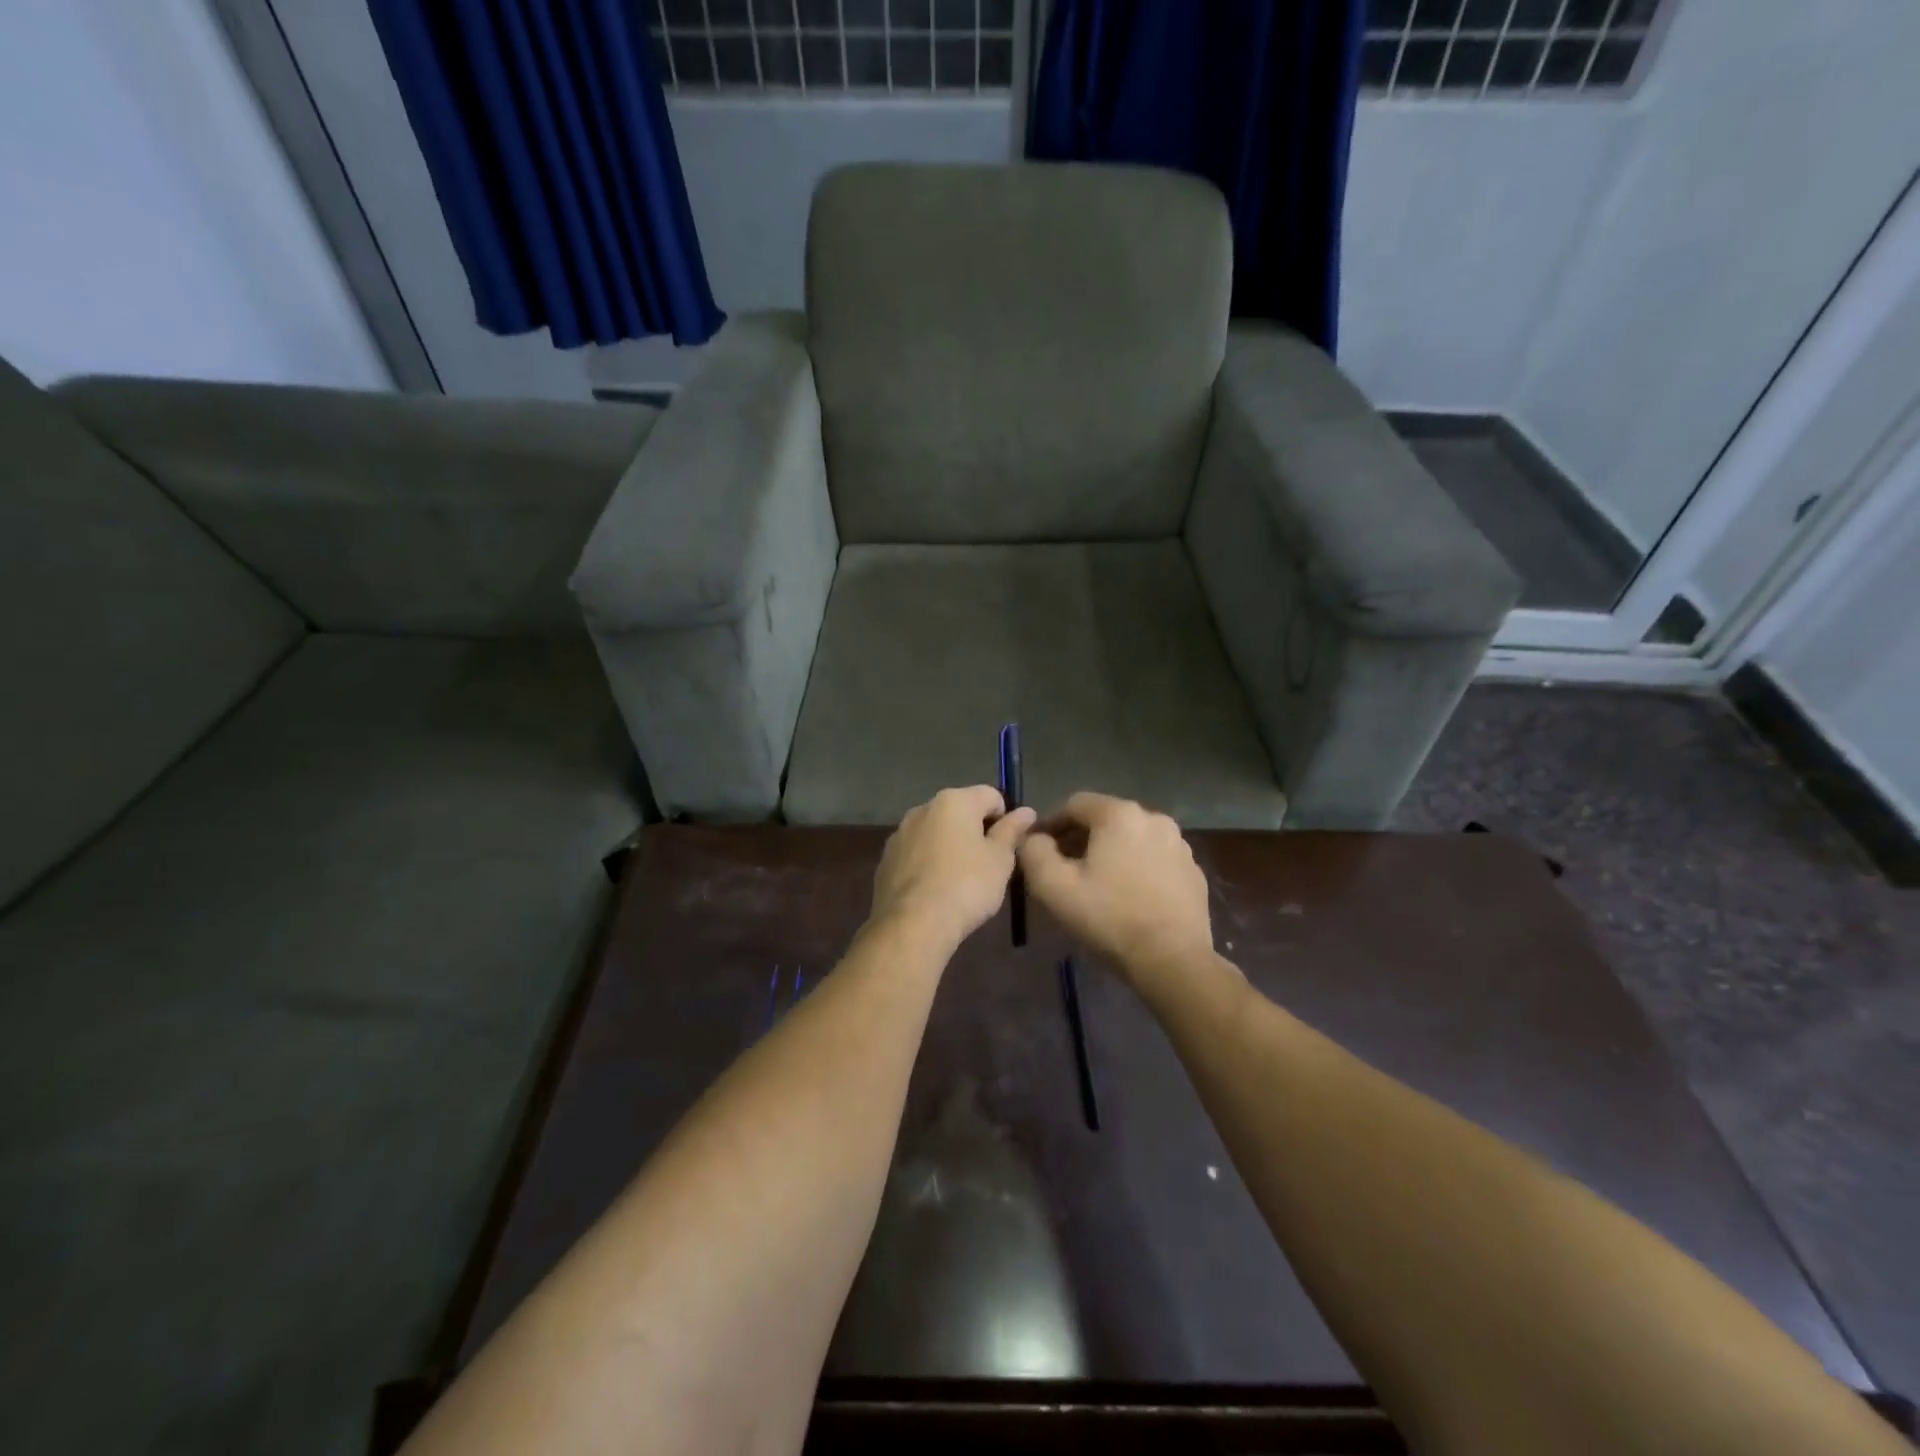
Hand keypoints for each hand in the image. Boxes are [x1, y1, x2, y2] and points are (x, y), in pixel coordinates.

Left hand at [871, 786, 1036, 951]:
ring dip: (950, 847)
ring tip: (960, 881)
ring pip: (935, 833)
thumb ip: (1012, 831)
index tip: (1007, 847)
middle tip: (987, 865)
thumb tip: (1026, 811)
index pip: (991, 795)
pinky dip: (928, 863)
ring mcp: (900, 833)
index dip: (1005, 818)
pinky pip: (916, 853)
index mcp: (954, 801)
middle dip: (975, 832)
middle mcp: (923, 808)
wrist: (914, 923)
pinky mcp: (886, 859)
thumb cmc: (967, 886)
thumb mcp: (1000, 860)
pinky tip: (935, 890)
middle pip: (960, 812)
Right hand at [1019, 793, 1213, 991]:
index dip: (1052, 825)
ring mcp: (1179, 845)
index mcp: (1120, 814)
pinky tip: (1129, 897)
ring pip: (1132, 839)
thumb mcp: (1054, 887)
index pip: (1075, 805)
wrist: (1173, 960)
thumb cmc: (1109, 918)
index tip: (1040, 851)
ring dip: (1110, 853)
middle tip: (1064, 870)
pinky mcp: (1194, 872)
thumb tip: (1033, 838)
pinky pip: (1155, 859)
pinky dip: (1137, 868)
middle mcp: (1154, 819)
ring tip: (1097, 885)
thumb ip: (1034, 853)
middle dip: (1081, 839)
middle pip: (1105, 819)